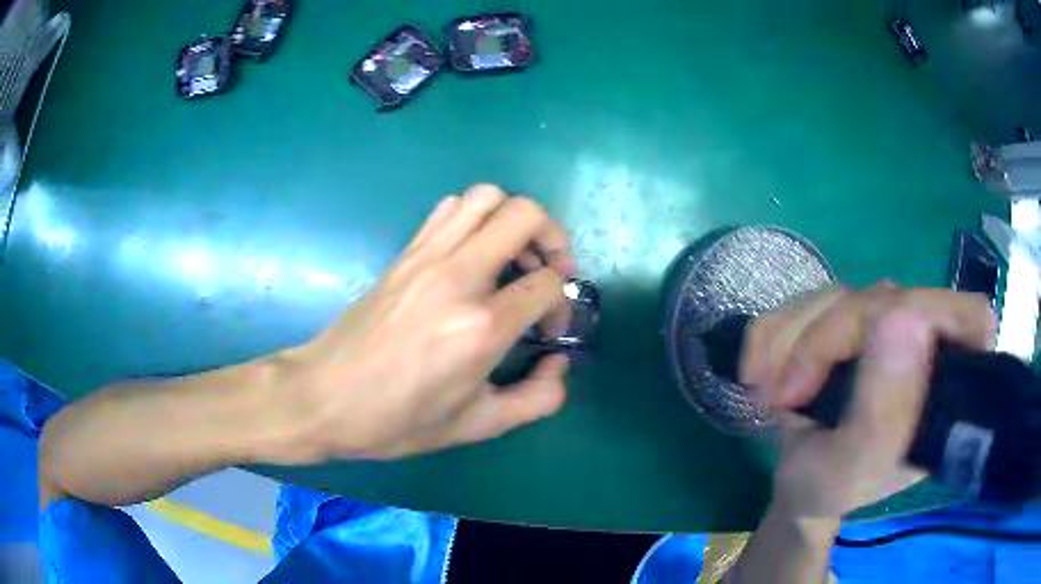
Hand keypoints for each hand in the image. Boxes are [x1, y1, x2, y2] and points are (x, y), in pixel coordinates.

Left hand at [268, 185, 576, 461]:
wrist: (323, 397)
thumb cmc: (397, 420)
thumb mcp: (476, 425)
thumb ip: (536, 398)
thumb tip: (560, 364)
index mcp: (481, 327)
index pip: (547, 283)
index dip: (561, 305)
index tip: (546, 331)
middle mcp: (458, 276)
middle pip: (525, 215)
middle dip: (552, 239)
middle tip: (548, 272)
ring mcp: (427, 256)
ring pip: (486, 197)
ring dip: (513, 219)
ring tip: (513, 256)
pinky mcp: (405, 252)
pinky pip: (449, 208)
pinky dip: (474, 217)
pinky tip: (473, 254)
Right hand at [741, 285, 993, 518]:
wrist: (796, 484)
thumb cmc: (830, 490)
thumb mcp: (853, 471)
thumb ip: (882, 414)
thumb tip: (903, 317)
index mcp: (950, 382)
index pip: (966, 316)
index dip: (928, 316)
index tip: (873, 350)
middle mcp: (927, 342)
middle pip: (886, 299)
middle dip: (823, 342)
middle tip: (785, 395)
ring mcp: (887, 324)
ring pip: (839, 295)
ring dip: (789, 342)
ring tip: (767, 395)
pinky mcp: (850, 319)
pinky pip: (806, 299)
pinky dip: (772, 335)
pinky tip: (760, 373)